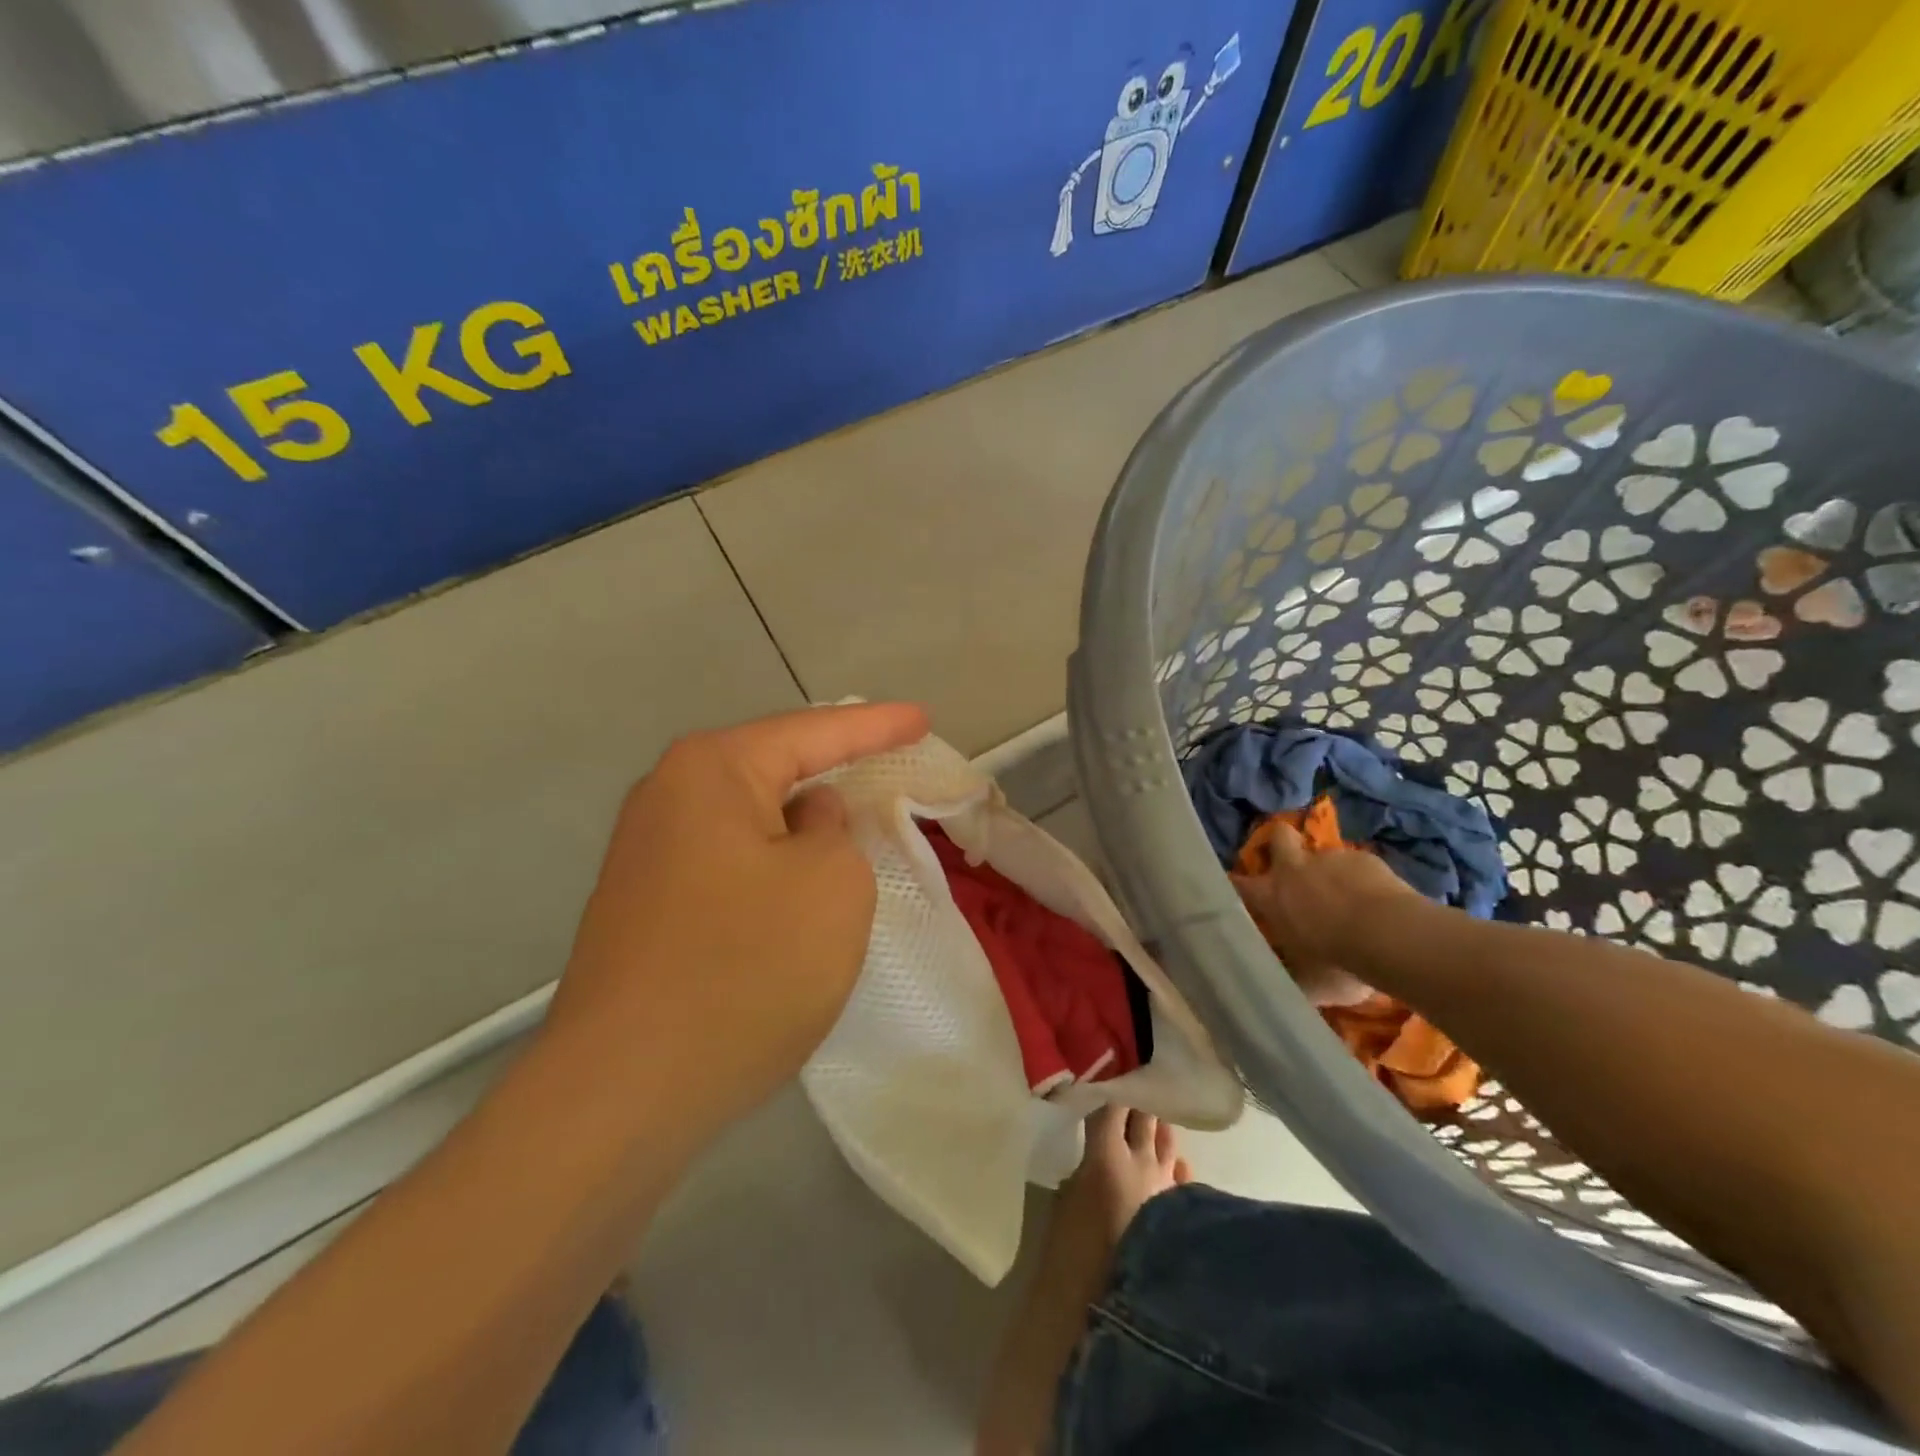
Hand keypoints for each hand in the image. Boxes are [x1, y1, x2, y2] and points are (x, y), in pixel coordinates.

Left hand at [543, 702, 928, 1142]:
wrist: (624, 1094)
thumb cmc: (745, 968)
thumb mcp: (831, 884)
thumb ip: (835, 830)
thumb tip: (806, 820)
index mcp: (711, 772)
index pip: (813, 731)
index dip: (877, 726)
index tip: (923, 720)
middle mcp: (668, 799)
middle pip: (774, 769)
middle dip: (834, 769)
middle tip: (889, 764)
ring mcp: (649, 858)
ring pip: (753, 822)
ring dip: (803, 828)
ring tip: (854, 826)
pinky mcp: (647, 910)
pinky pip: (732, 866)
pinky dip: (775, 868)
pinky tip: (800, 891)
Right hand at [1228, 821, 1414, 1007]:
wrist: (1393, 937)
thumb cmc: (1338, 961)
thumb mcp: (1307, 983)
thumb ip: (1289, 977)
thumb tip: (1275, 988)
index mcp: (1272, 896)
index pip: (1238, 883)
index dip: (1234, 884)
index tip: (1236, 890)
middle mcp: (1295, 869)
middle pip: (1279, 836)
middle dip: (1281, 843)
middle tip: (1290, 866)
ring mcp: (1332, 859)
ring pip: (1324, 857)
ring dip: (1330, 874)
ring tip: (1350, 902)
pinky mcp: (1367, 859)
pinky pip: (1359, 867)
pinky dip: (1364, 882)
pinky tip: (1379, 904)